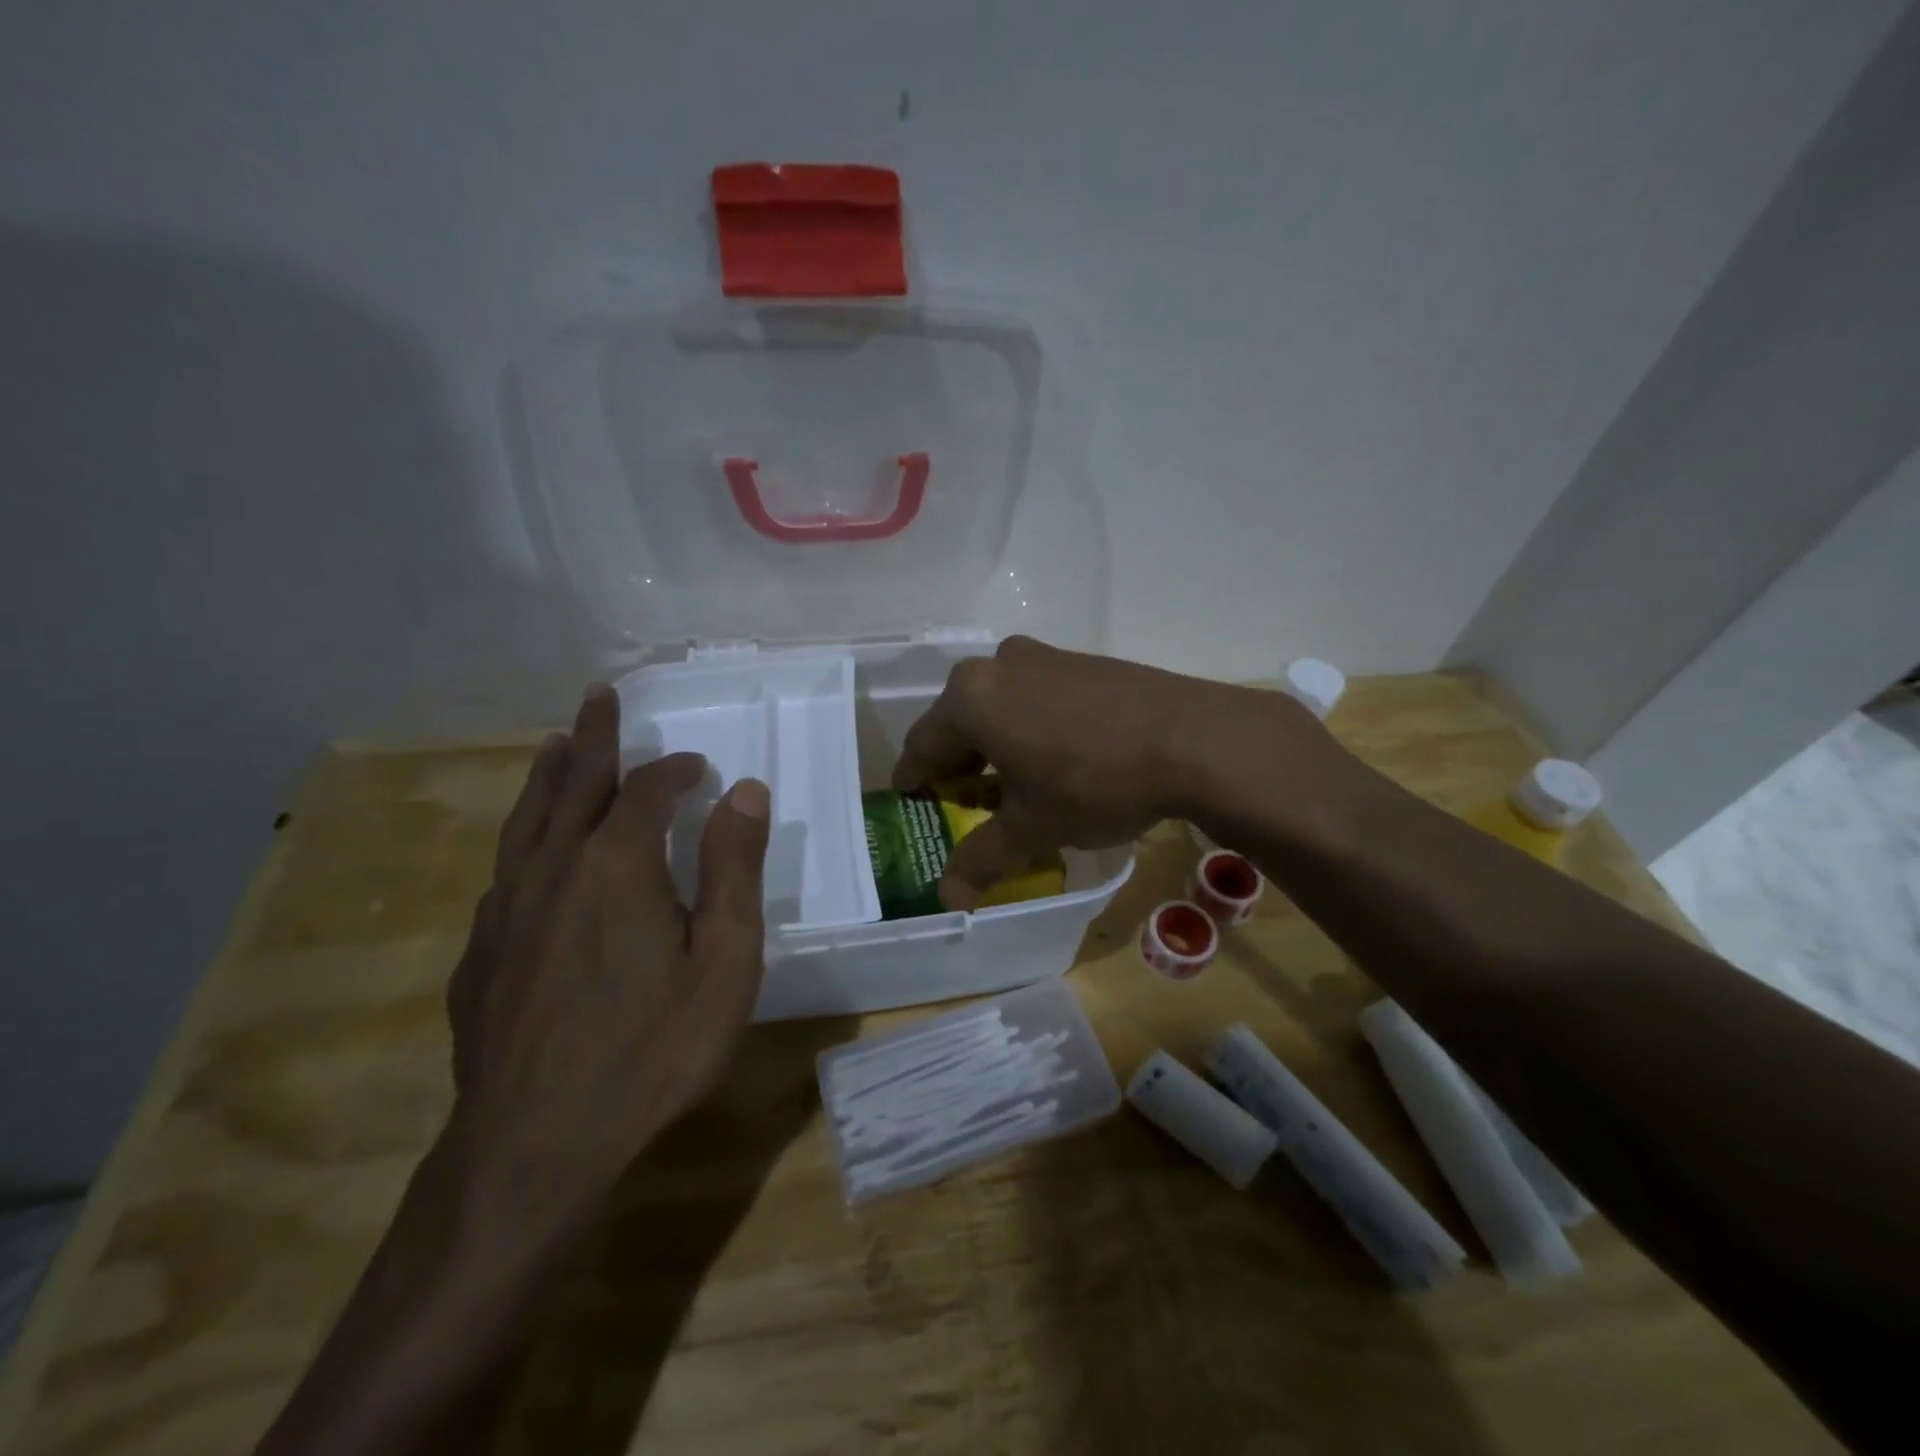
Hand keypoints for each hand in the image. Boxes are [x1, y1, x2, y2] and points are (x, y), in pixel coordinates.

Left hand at [445, 683, 770, 1232]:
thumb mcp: (723, 960)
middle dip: (594, 737)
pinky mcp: (480, 954)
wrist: (535, 1147)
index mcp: (616, 864)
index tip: (701, 768)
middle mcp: (553, 870)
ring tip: (557, 746)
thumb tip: (746, 791)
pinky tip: (529, 853)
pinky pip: (504, 872)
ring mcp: (506, 911)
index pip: (647, 791)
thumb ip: (734, 868)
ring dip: (548, 777)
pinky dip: (524, 839)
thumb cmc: (651, 1050)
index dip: (676, 770)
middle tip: (599, 696)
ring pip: (526, 822)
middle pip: (574, 785)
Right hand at [893, 636, 1329, 908]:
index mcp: (971, 698)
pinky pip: (1036, 696)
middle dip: (957, 763)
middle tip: (963, 800)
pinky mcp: (1084, 661)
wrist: (1195, 739)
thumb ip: (982, 857)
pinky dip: (1030, 725)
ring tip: (1011, 781)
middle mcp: (999, 665)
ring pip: (999, 705)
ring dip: (995, 743)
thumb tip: (947, 896)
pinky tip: (1056, 756)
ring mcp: (1045, 657)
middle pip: (960, 720)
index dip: (914, 779)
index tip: (911, 799)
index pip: (923, 744)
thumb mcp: (1033, 827)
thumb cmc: (1094, 782)